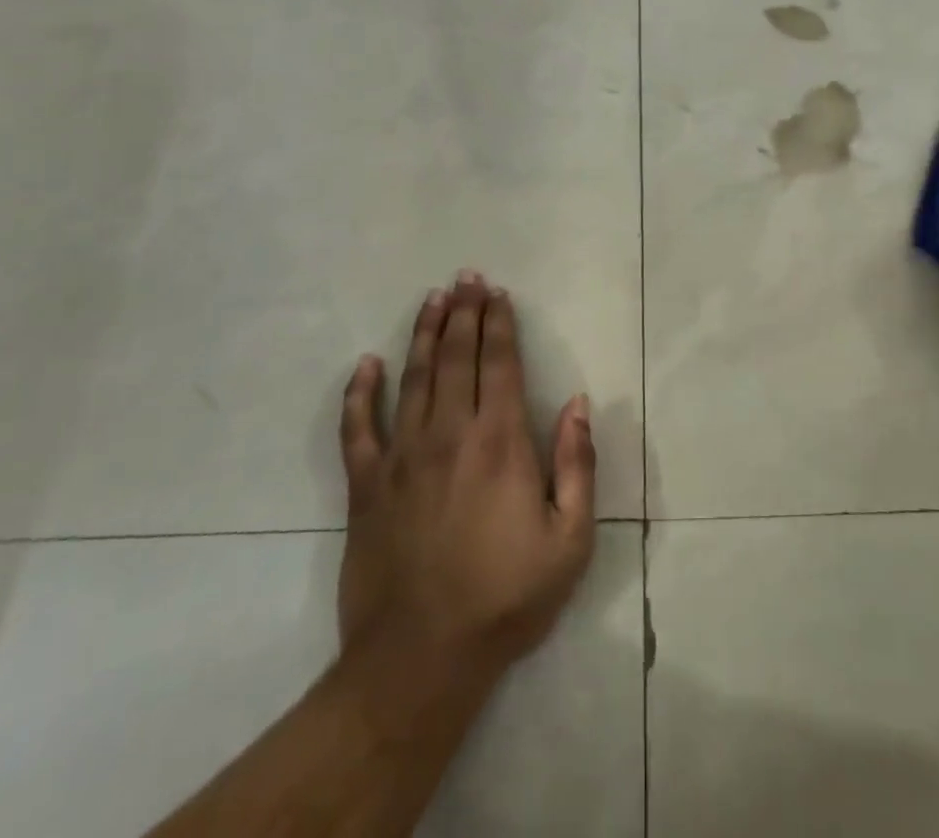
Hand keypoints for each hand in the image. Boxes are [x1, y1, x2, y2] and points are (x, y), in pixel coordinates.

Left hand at [337, 271, 595, 689]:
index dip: (500, 325)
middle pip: (457, 358)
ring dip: (424, 335)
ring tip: (432, 299)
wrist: (420, 660)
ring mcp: (402, 458)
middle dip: (464, 314)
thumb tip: (580, 403)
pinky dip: (360, 393)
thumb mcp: (570, 540)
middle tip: (466, 278)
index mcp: (500, 443)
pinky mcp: (365, 487)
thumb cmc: (506, 599)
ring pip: (413, 378)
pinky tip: (366, 364)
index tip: (498, 295)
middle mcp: (450, 435)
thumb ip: (578, 465)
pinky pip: (358, 428)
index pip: (501, 365)